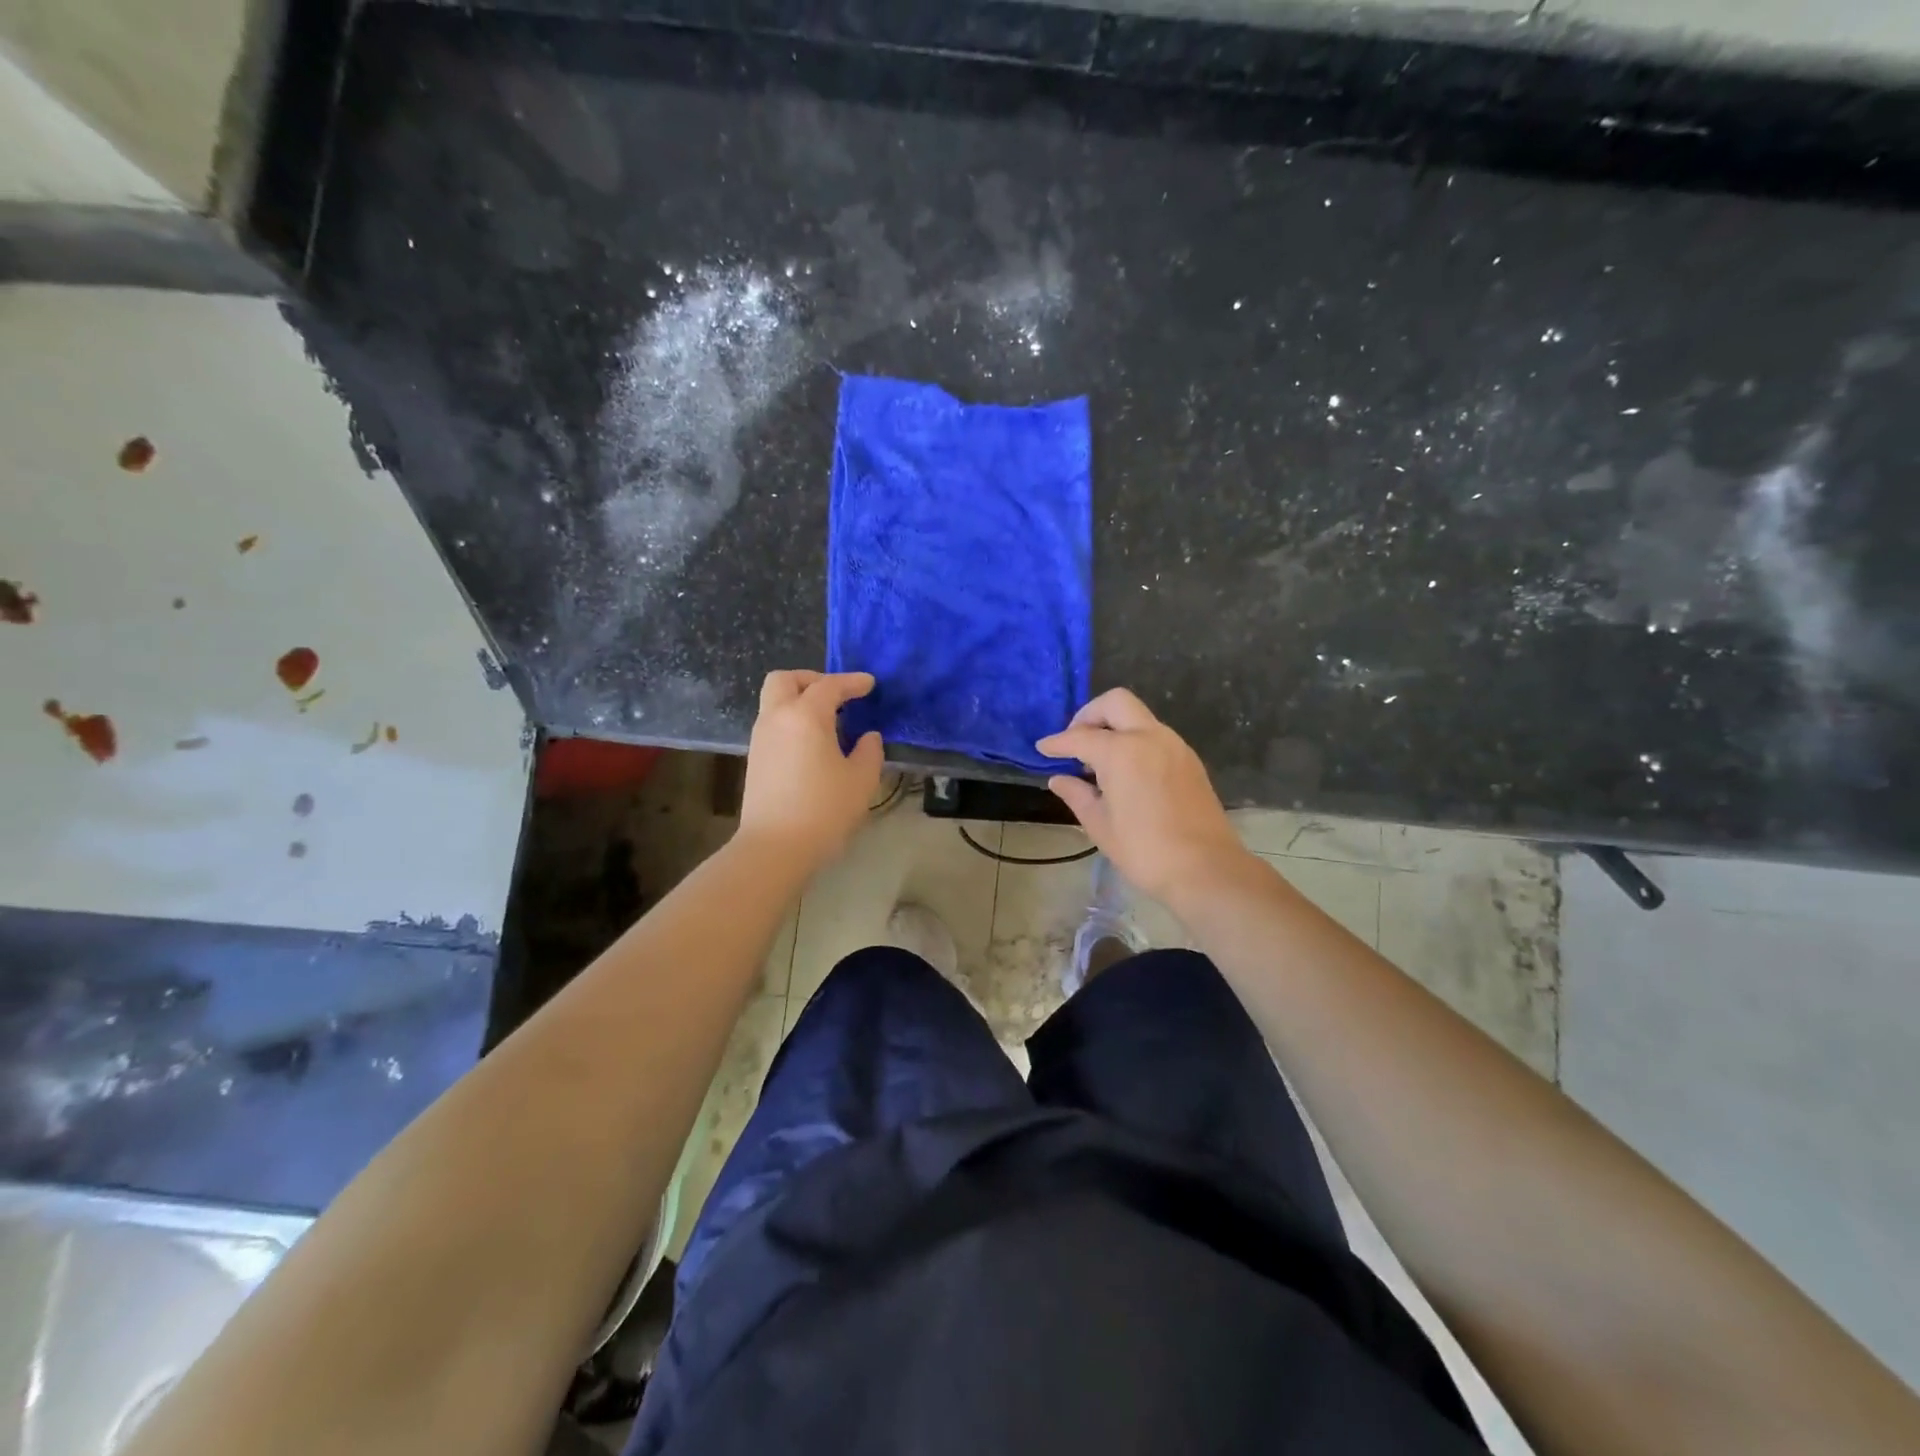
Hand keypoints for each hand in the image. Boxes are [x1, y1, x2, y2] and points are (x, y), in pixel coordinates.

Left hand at [740, 670, 883, 871]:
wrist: (774, 847)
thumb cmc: (823, 810)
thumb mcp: (861, 780)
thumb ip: (869, 751)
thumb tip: (867, 737)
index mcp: (805, 716)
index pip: (829, 686)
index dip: (852, 682)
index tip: (870, 684)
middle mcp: (776, 718)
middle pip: (785, 680)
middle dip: (812, 679)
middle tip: (837, 695)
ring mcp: (761, 738)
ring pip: (775, 701)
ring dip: (800, 701)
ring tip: (829, 722)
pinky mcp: (755, 758)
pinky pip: (773, 723)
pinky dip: (792, 721)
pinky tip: (813, 744)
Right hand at [1036, 688, 1250, 905]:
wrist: (1206, 868)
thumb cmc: (1144, 850)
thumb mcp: (1100, 825)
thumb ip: (1076, 795)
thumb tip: (1059, 779)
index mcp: (1122, 752)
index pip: (1080, 737)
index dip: (1057, 742)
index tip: (1042, 748)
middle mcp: (1150, 737)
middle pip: (1115, 702)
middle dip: (1090, 715)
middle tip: (1075, 741)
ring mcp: (1174, 746)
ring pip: (1138, 717)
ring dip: (1115, 727)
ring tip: (1099, 761)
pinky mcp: (1190, 760)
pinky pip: (1155, 735)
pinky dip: (1135, 741)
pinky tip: (1126, 771)